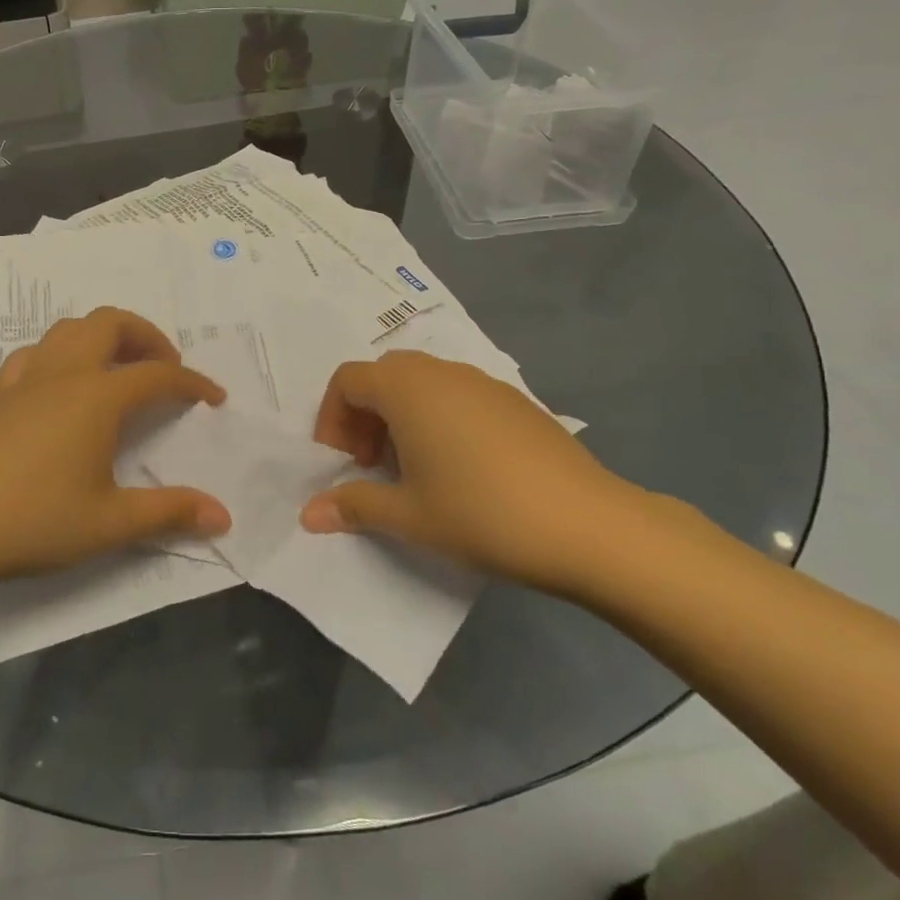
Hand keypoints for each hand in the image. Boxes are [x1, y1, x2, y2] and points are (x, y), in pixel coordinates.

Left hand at [0, 307, 230, 593]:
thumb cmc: (31, 519)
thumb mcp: (108, 523)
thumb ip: (168, 513)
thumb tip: (223, 515)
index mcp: (97, 397)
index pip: (157, 375)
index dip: (192, 383)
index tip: (214, 399)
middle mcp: (63, 375)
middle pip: (109, 324)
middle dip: (146, 335)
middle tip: (165, 366)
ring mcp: (24, 383)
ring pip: (68, 330)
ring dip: (102, 337)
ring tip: (117, 370)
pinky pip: (33, 356)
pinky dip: (59, 356)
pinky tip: (59, 387)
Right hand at [299, 350, 652, 593]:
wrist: (590, 527)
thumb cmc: (482, 514)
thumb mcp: (409, 516)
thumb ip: (354, 506)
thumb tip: (308, 514)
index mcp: (407, 389)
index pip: (347, 380)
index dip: (332, 418)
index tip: (342, 463)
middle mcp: (442, 372)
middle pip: (383, 375)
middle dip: (365, 414)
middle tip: (372, 463)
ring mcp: (484, 383)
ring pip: (423, 382)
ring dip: (402, 415)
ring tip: (414, 469)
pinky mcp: (516, 401)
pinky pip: (459, 395)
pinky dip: (439, 418)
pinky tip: (461, 468)